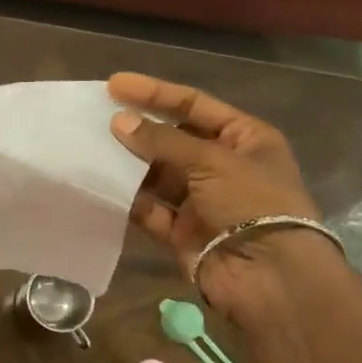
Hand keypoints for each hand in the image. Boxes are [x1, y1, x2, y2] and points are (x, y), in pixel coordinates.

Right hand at [107, 73, 330, 322]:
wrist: (270, 277)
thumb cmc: (252, 203)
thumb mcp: (212, 160)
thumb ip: (162, 140)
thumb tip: (118, 121)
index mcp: (245, 138)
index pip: (194, 104)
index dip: (155, 93)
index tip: (115, 85)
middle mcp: (224, 166)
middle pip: (173, 138)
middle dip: (138, 129)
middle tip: (97, 117)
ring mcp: (202, 201)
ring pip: (158, 174)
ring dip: (129, 163)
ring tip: (91, 148)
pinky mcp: (183, 232)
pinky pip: (150, 209)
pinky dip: (129, 199)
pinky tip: (101, 185)